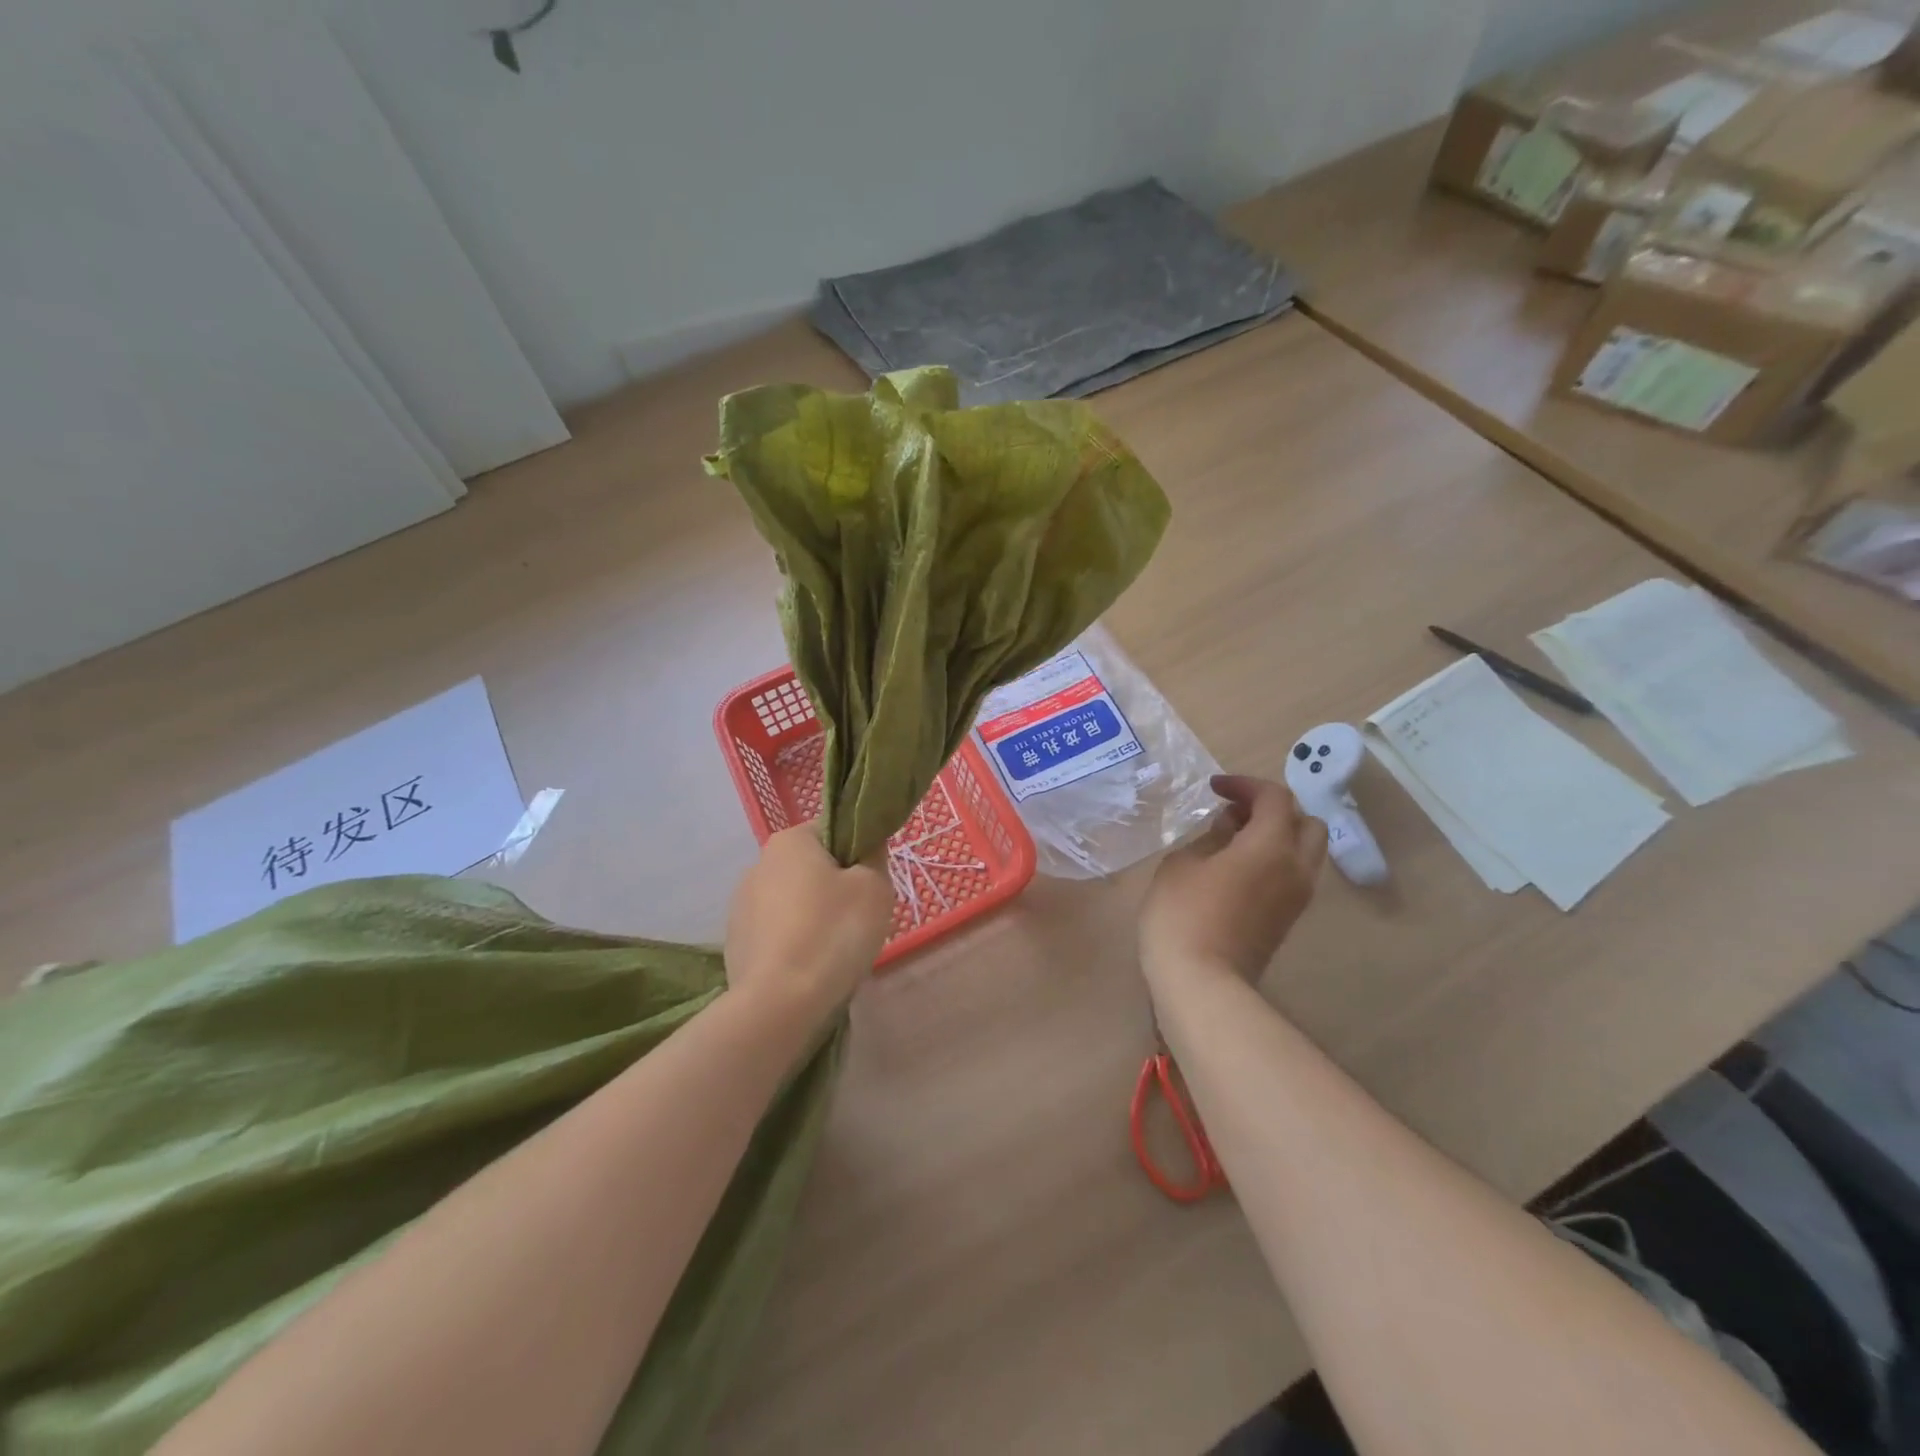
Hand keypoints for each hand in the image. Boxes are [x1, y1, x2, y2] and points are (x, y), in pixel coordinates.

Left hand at [724, 824, 894, 1017]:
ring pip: (794, 902)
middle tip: (859, 921)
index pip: (833, 831)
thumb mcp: (875, 888)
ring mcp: (741, 905)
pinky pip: (778, 933)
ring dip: (815, 918)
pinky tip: (809, 969)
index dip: (858, 854)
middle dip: (836, 889)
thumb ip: (875, 857)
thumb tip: (867, 848)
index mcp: (790, 841)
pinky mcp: (736, 941)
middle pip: (812, 868)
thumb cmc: (833, 933)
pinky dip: (795, 944)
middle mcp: (759, 864)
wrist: (778, 1004)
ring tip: (833, 952)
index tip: (871, 885)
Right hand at [1139, 775, 1327, 989]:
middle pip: (1306, 822)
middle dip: (1273, 809)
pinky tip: (1237, 866)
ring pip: (1305, 851)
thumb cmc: (1183, 914)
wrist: (1202, 983)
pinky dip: (1274, 859)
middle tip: (1235, 812)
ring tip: (1233, 839)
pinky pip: (1293, 874)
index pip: (1275, 798)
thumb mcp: (1183, 863)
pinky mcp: (1287, 919)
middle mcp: (1296, 867)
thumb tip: (1230, 827)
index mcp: (1272, 846)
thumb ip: (1211, 837)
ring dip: (1277, 835)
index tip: (1214, 788)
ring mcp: (1297, 897)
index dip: (1245, 784)